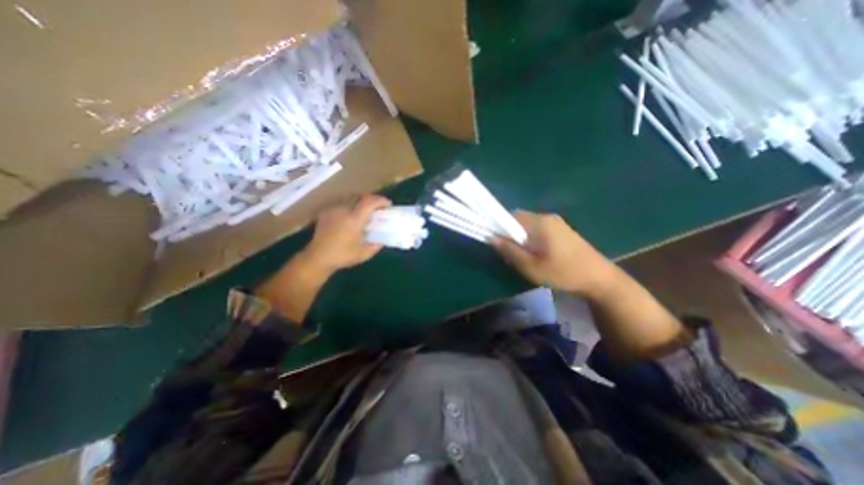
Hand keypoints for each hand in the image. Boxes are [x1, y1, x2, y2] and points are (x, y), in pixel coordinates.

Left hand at [254, 193, 391, 320]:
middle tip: (378, 208)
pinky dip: (350, 208)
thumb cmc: (342, 256)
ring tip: (364, 213)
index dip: (381, 201)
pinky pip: (342, 205)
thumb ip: (376, 245)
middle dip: (372, 201)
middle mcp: (344, 211)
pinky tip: (350, 218)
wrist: (317, 258)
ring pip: (351, 200)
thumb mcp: (364, 254)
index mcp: (354, 220)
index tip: (388, 204)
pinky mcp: (326, 213)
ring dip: (360, 204)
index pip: (369, 202)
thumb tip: (383, 240)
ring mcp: (334, 211)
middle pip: (361, 197)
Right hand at [492, 211, 621, 297]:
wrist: (600, 279)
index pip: (510, 216)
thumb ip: (510, 251)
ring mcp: (556, 222)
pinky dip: (530, 238)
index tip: (496, 241)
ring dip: (520, 237)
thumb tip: (491, 238)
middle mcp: (547, 217)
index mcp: (540, 223)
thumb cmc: (563, 273)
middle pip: (519, 219)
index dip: (499, 226)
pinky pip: (538, 228)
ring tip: (523, 256)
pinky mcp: (562, 229)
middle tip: (511, 252)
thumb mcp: (531, 267)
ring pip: (528, 225)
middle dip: (510, 233)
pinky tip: (536, 254)